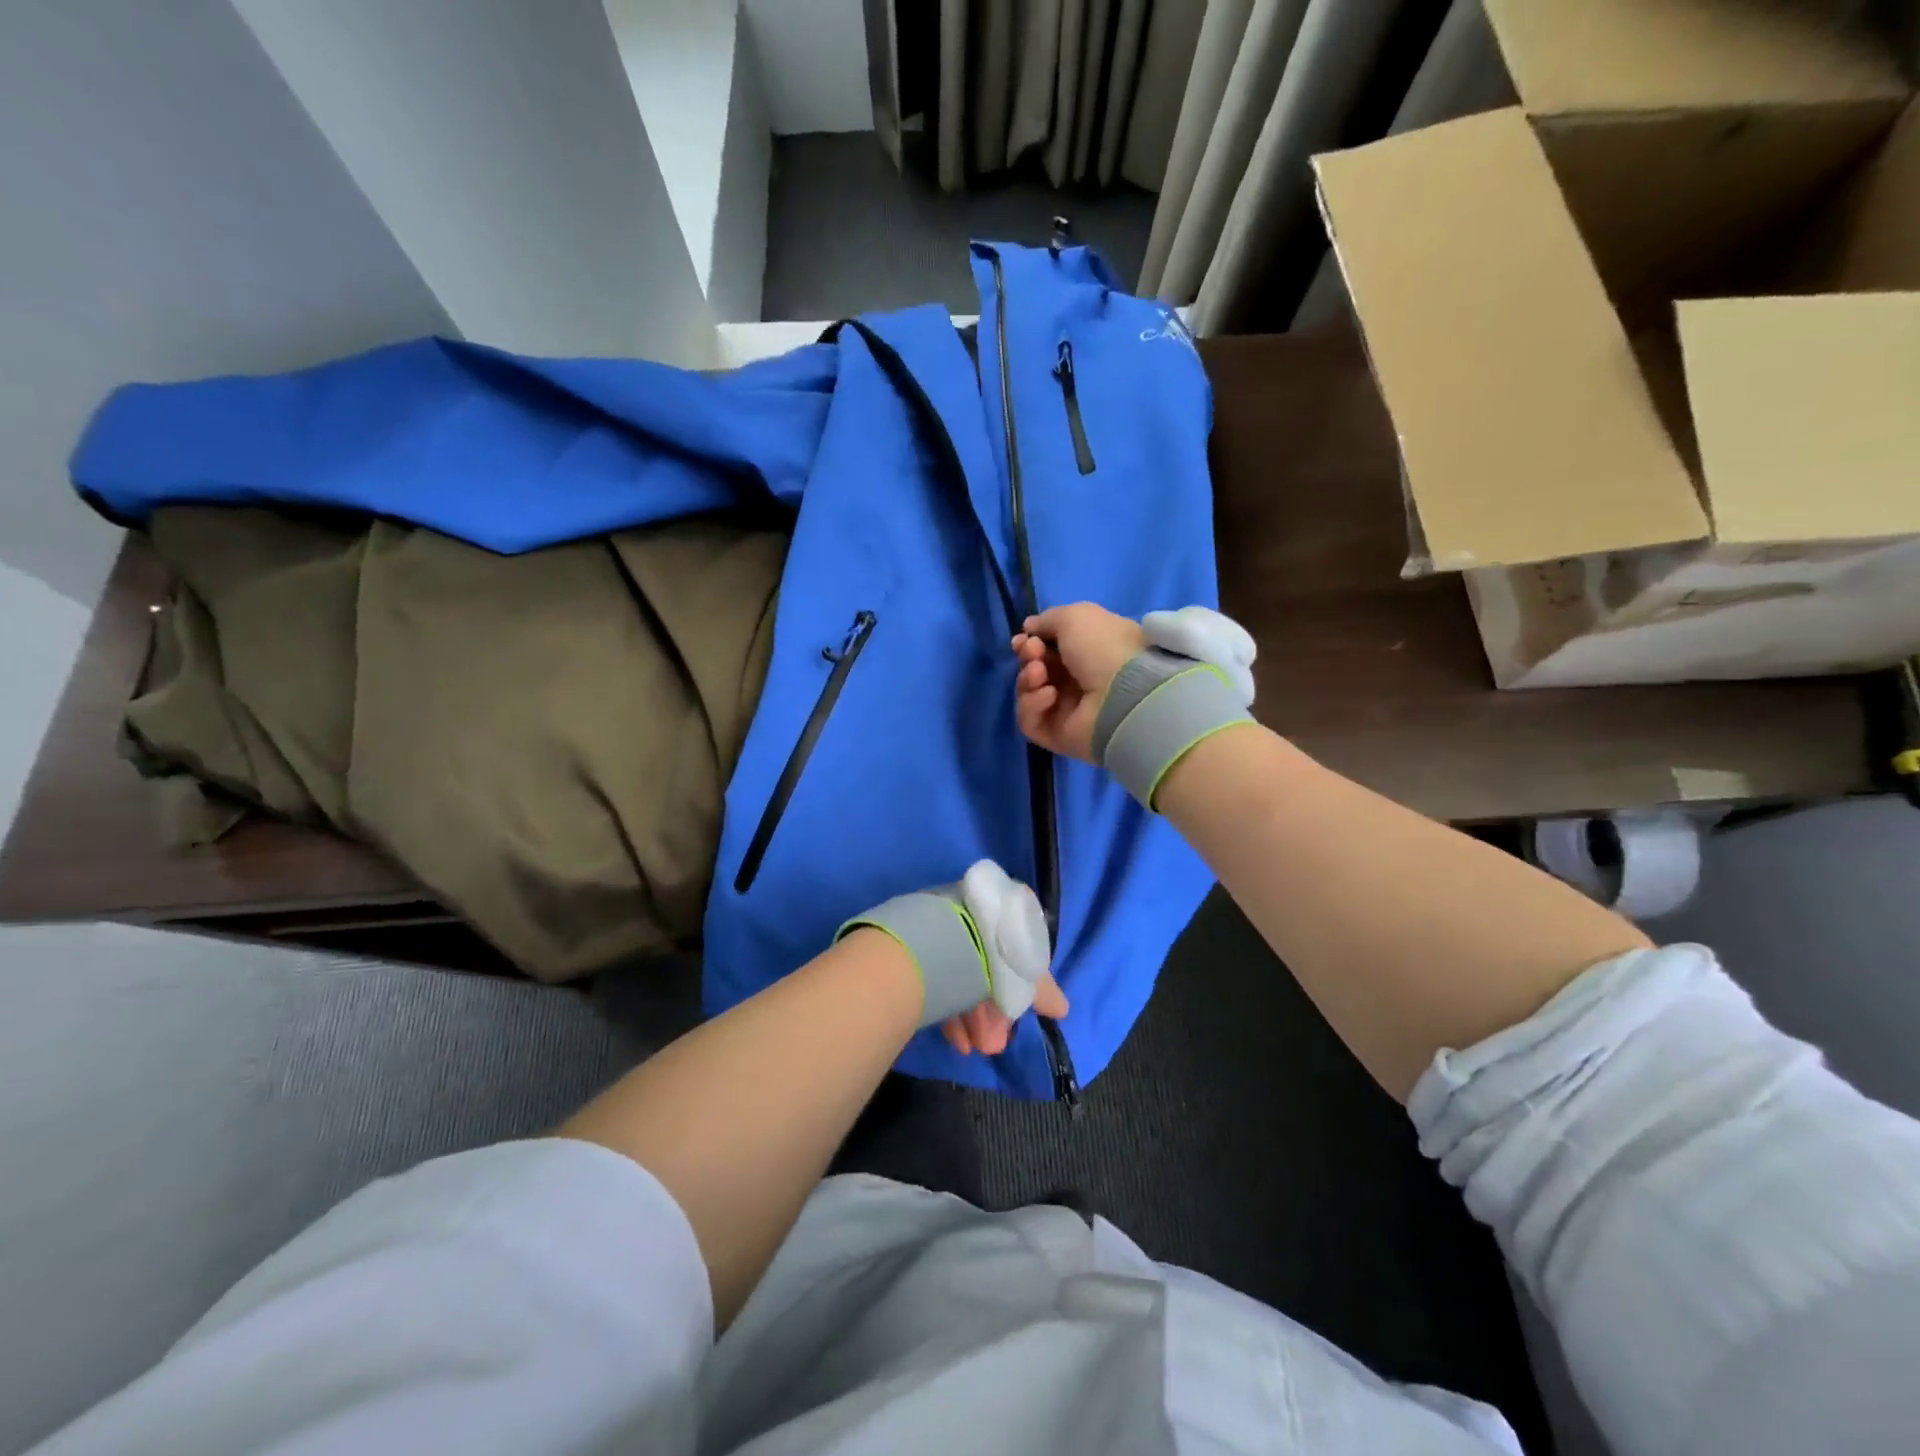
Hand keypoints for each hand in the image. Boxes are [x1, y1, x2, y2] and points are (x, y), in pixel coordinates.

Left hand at [934, 860, 1067, 1056]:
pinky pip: (941, 983)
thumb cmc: (995, 952)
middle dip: (994, 1012)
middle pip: (989, 968)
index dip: (1020, 988)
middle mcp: (973, 915)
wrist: (944, 942)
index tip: (1016, 1017)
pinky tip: (958, 1041)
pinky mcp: (922, 950)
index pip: (1016, 952)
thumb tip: (1062, 1009)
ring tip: (977, 1048)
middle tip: (995, 1042)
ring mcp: (945, 930)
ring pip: (964, 978)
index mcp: (1002, 911)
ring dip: (975, 1018)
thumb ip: (1044, 992)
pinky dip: (952, 1013)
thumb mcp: (1028, 974)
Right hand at [1011, 603, 1145, 762]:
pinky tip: (1049, 696)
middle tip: (1033, 654)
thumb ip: (1048, 620)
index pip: (1050, 648)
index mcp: (1088, 652)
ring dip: (1027, 680)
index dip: (1032, 641)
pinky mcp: (1057, 736)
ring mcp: (1067, 711)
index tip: (1024, 638)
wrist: (1125, 694)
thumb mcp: (1076, 617)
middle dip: (1028, 658)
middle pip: (1036, 669)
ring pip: (1028, 694)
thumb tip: (1029, 628)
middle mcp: (1077, 681)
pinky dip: (1032, 706)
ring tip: (1039, 674)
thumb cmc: (1104, 647)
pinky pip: (1030, 721)